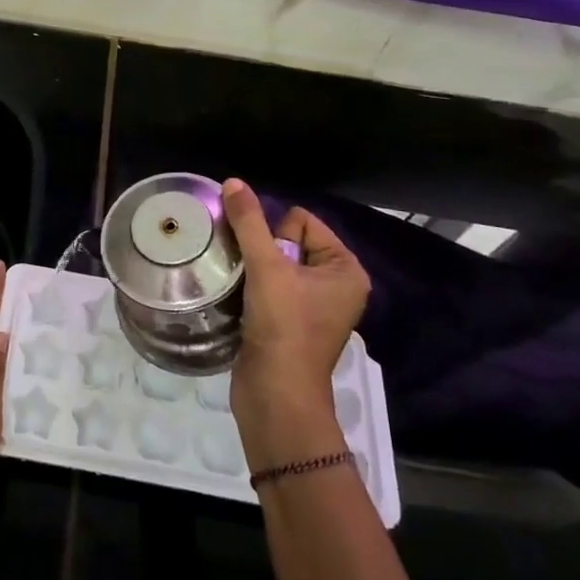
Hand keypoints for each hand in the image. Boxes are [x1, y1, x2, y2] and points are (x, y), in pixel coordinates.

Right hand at [223, 180, 370, 465]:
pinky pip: (268, 287)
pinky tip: (241, 301)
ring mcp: (314, 307)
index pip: (302, 221)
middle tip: (251, 276)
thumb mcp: (267, 268)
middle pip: (287, 241)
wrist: (276, 397)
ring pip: (274, 265)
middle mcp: (336, 285)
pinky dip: (252, 290)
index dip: (275, 235)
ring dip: (253, 270)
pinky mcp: (291, 323)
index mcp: (345, 269)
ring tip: (242, 287)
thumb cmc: (283, 328)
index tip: (265, 264)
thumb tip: (233, 182)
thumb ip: (249, 222)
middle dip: (261, 251)